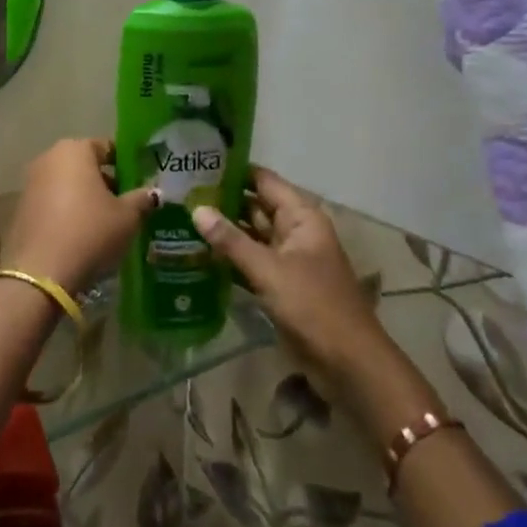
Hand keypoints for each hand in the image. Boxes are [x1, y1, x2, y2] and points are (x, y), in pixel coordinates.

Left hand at [2, 139, 156, 295]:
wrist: (42, 271)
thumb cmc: (90, 232)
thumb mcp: (127, 217)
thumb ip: (141, 199)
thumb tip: (153, 193)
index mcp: (75, 150)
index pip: (106, 147)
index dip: (125, 163)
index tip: (139, 182)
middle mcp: (48, 158)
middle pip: (84, 165)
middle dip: (104, 181)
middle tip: (125, 204)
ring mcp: (30, 183)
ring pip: (67, 184)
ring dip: (84, 198)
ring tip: (105, 223)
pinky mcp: (21, 209)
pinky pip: (52, 203)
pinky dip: (67, 212)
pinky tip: (81, 235)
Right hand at [193, 168, 390, 380]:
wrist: (348, 363)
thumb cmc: (314, 307)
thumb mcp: (269, 270)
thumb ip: (231, 240)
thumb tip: (196, 209)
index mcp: (301, 217)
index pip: (263, 180)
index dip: (233, 170)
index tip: (197, 163)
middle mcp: (294, 231)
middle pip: (255, 206)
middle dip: (221, 200)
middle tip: (178, 192)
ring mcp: (287, 259)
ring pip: (250, 235)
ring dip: (222, 230)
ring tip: (179, 218)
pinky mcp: (279, 284)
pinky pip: (250, 261)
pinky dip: (228, 258)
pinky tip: (197, 254)